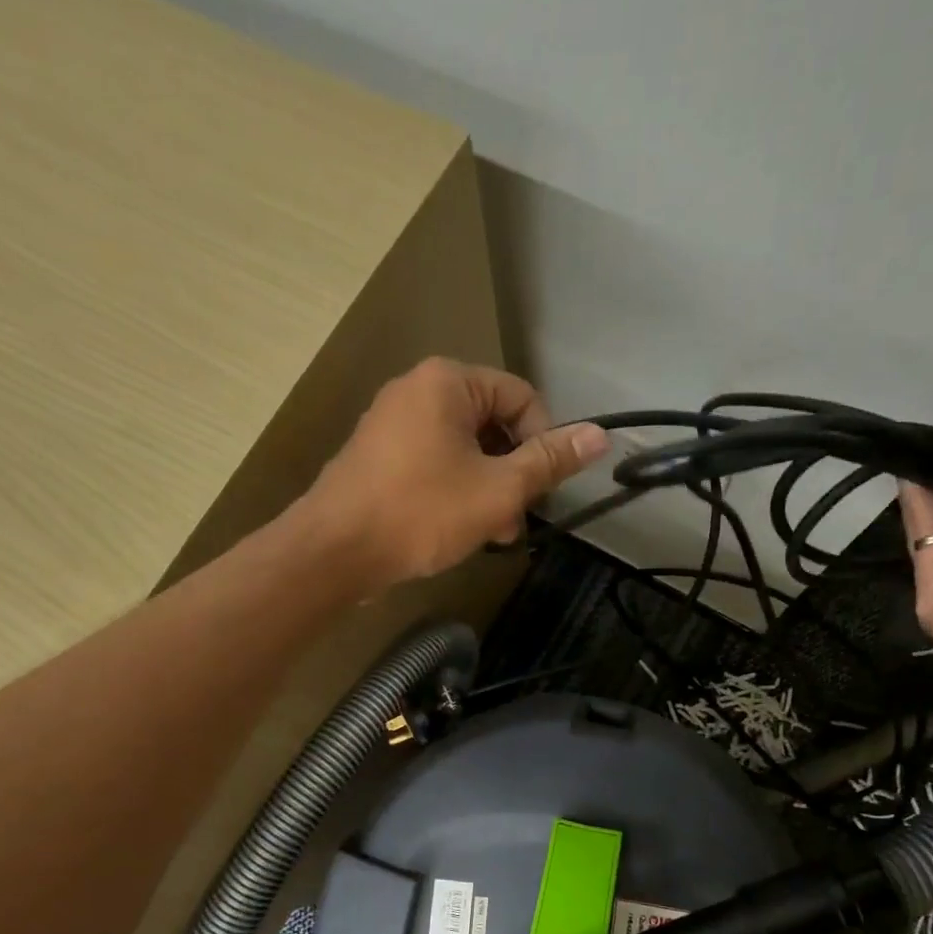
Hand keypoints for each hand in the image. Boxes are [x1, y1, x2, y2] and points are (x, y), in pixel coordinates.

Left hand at [299, 357, 609, 588]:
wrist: (334, 551)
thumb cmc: (421, 512)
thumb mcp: (498, 490)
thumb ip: (548, 461)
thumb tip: (598, 436)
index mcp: (447, 382)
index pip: (521, 398)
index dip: (543, 443)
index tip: (541, 490)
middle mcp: (416, 390)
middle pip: (491, 423)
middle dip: (512, 473)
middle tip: (515, 520)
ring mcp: (391, 423)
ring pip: (463, 449)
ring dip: (487, 489)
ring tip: (492, 533)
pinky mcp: (377, 456)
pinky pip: (432, 463)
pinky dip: (454, 491)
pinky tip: (459, 530)